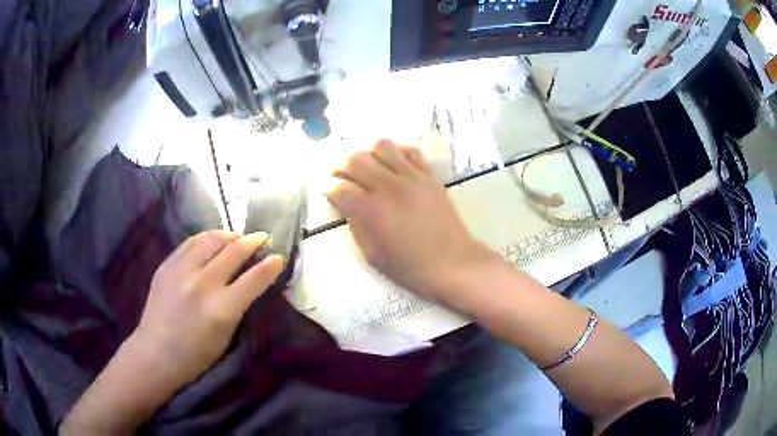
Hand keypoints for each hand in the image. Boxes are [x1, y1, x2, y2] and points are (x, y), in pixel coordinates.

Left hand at [134, 231, 283, 387]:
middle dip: (253, 241)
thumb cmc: (196, 355)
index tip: (279, 257)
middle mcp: (203, 283)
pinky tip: (212, 240)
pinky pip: (190, 243)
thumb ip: (238, 306)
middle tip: (262, 238)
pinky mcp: (167, 266)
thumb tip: (250, 283)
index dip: (270, 266)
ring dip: (229, 234)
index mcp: (222, 308)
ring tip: (237, 236)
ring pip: (211, 239)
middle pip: (234, 252)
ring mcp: (182, 271)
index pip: (254, 279)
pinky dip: (206, 238)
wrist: (156, 353)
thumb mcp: (226, 336)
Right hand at [326, 139, 492, 305]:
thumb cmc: (411, 268)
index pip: (340, 188)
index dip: (328, 188)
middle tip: (340, 176)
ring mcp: (412, 178)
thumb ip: (356, 226)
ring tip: (368, 168)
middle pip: (356, 160)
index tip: (327, 191)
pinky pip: (410, 151)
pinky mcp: (429, 176)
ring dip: (369, 154)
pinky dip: (397, 153)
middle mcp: (390, 187)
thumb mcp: (374, 256)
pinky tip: (394, 166)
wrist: (453, 264)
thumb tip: (347, 206)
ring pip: (382, 146)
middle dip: (341, 167)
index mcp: (372, 211)